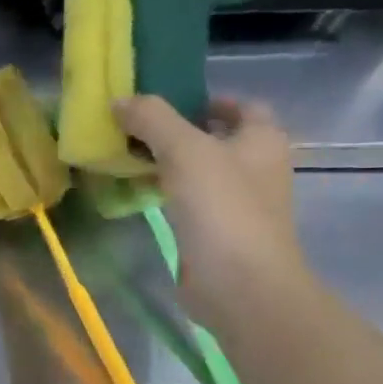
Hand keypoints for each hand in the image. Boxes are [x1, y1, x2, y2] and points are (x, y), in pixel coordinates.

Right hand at [114, 95, 311, 328]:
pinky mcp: (215, 230)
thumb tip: (120, 100)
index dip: (208, 99)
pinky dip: (161, 190)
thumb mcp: (185, 150)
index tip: (166, 101)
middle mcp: (256, 167)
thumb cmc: (222, 208)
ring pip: (196, 169)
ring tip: (123, 155)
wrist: (239, 284)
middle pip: (214, 138)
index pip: (242, 107)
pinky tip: (132, 191)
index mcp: (262, 141)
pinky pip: (185, 199)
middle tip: (132, 127)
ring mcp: (236, 202)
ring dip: (164, 161)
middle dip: (175, 131)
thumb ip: (152, 119)